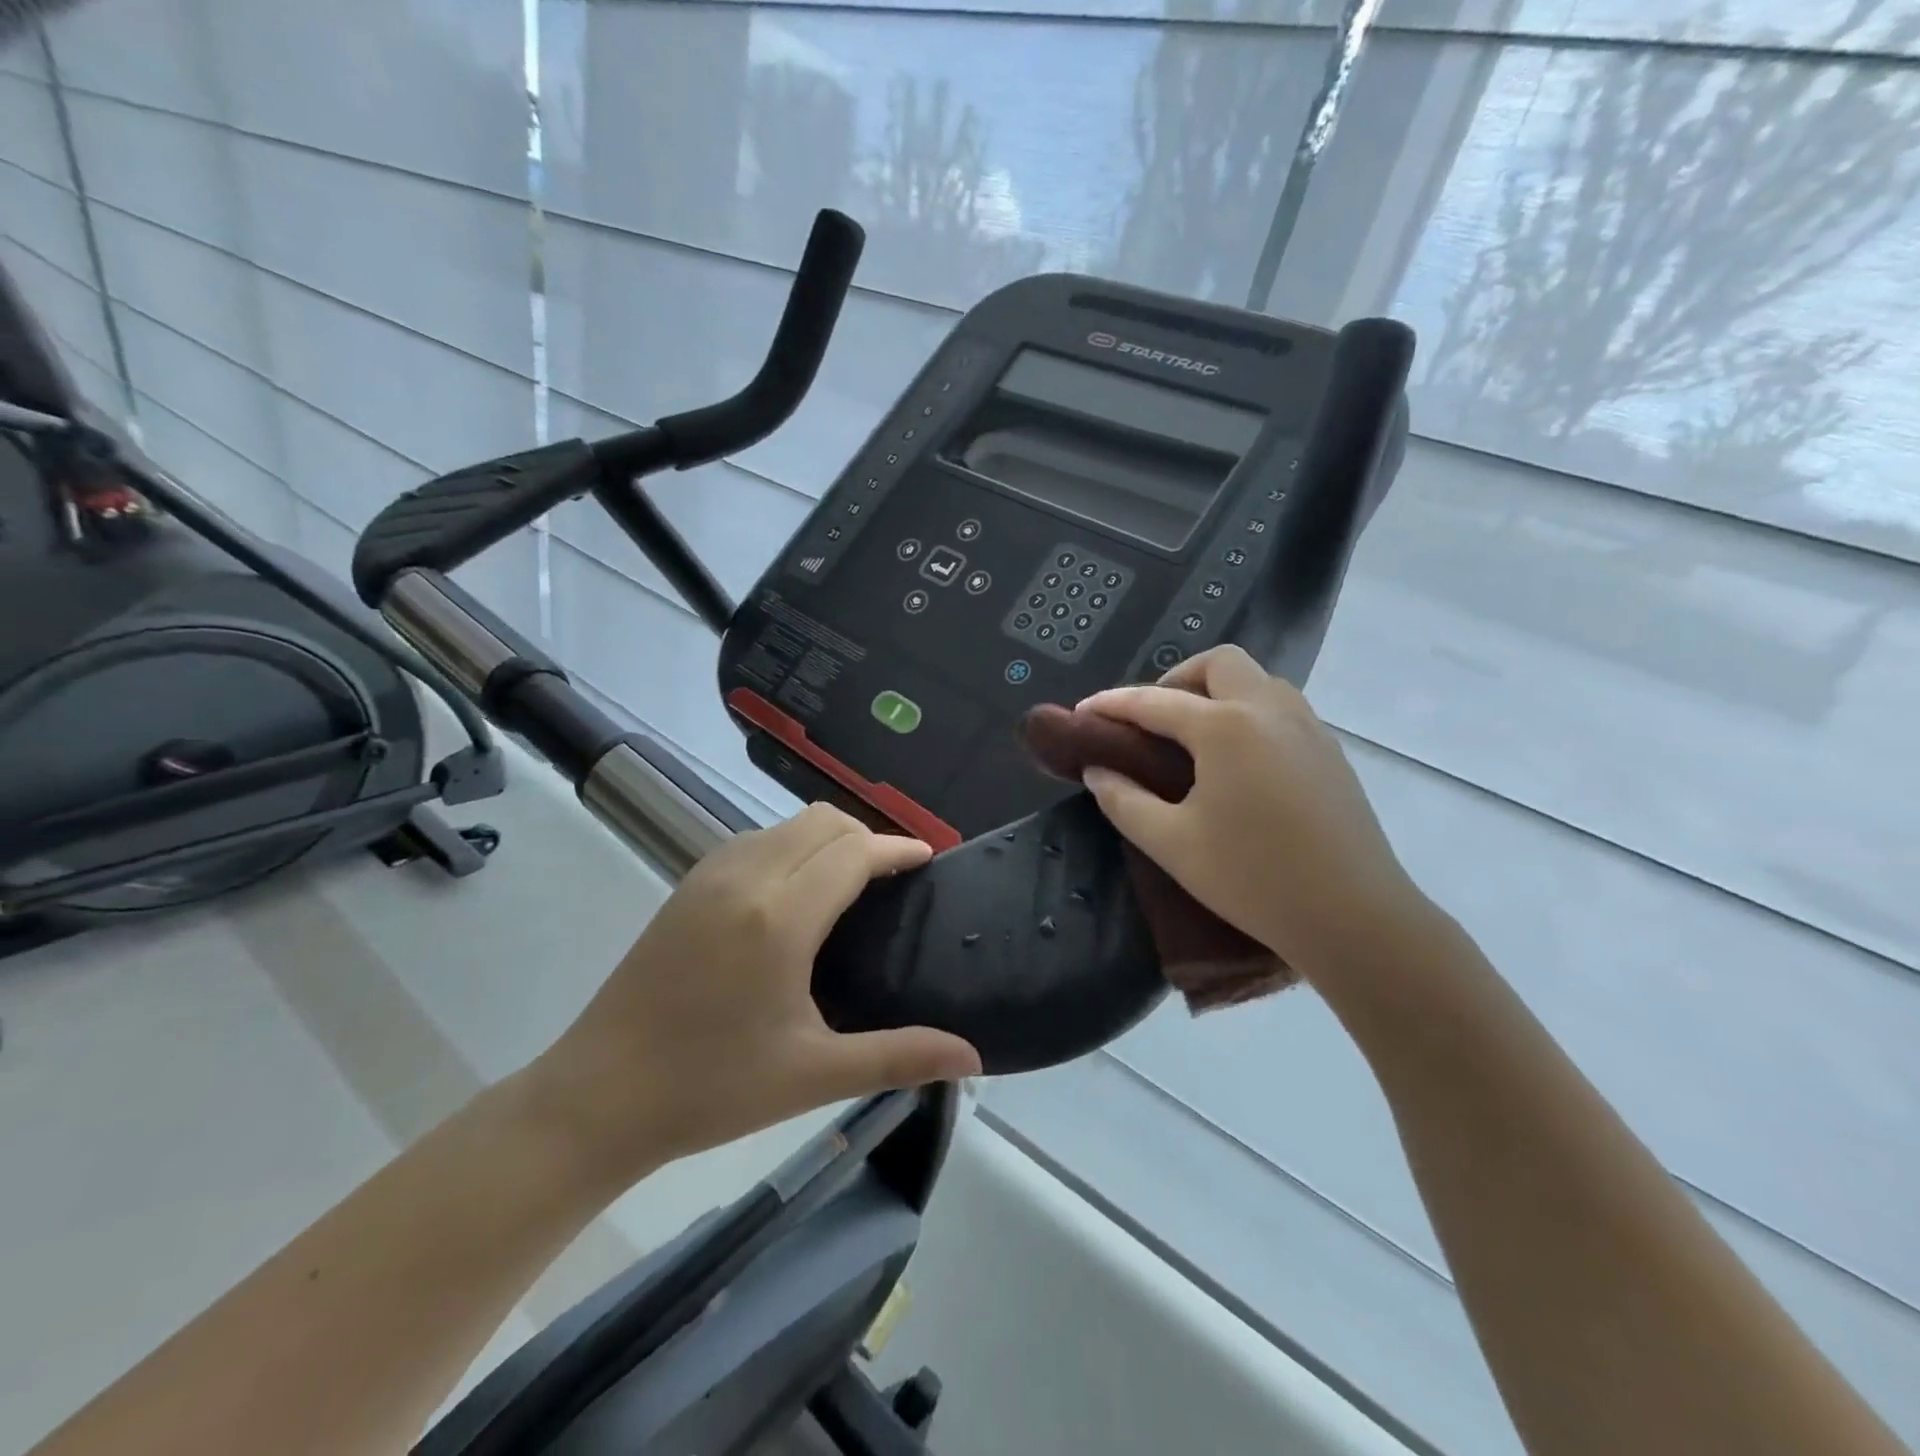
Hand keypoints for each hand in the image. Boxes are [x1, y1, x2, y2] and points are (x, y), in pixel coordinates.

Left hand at [526, 804, 981, 1180]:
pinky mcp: (687, 885)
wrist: (599, 1096)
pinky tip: (796, 894)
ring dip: (827, 838)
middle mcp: (746, 877)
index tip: (928, 860)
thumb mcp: (813, 1076)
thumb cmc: (712, 1088)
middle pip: (822, 822)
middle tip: (892, 880)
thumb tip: (972, 1058)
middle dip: (866, 837)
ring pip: (786, 825)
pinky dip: (791, 846)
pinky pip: (756, 840)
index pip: (853, 852)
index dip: (896, 849)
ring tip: (851, 884)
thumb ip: (898, 1056)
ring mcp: (709, 875)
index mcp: (781, 916)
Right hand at [1076, 645, 1430, 983]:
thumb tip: (1096, 770)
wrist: (1354, 917)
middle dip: (1175, 679)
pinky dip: (1247, 713)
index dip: (1112, 704)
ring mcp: (1308, 728)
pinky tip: (1237, 761)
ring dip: (1216, 692)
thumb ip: (1123, 800)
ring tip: (1192, 738)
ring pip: (1257, 680)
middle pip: (1218, 664)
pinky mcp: (1330, 752)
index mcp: (1226, 727)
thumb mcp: (1172, 843)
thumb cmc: (1253, 878)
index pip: (1154, 701)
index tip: (1081, 712)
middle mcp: (1269, 710)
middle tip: (1151, 721)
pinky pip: (1281, 708)